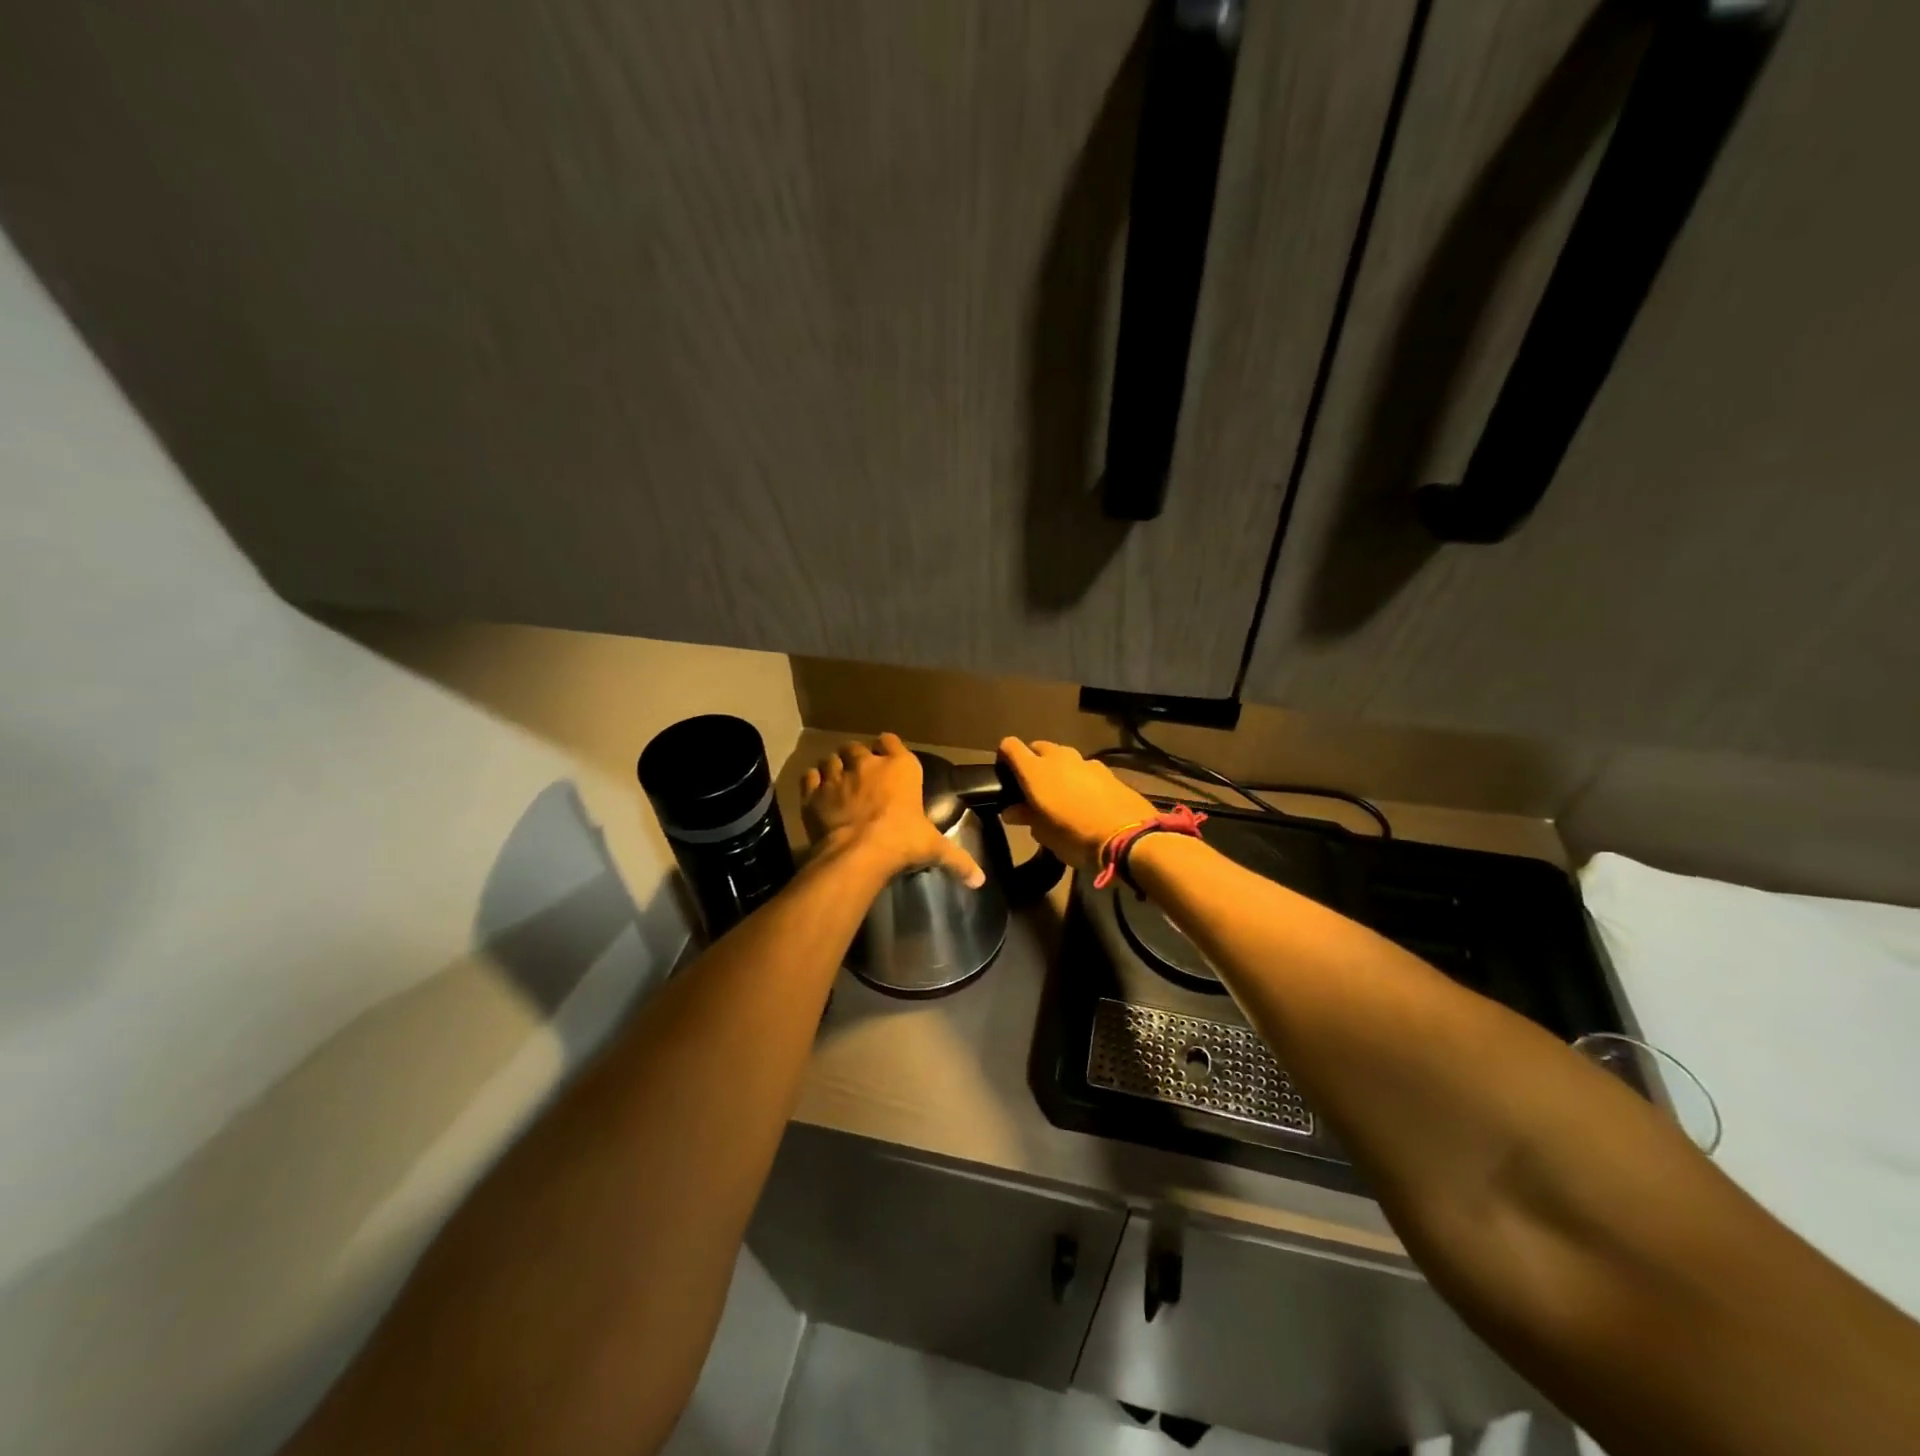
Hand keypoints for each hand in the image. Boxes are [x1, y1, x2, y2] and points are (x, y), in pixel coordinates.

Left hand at [801, 733, 984, 887]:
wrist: (857, 853)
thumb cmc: (901, 841)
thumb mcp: (933, 848)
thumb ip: (957, 860)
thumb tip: (980, 881)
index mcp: (900, 767)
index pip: (891, 741)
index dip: (887, 747)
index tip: (887, 757)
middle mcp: (867, 764)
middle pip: (857, 748)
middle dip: (857, 758)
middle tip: (861, 776)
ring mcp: (837, 775)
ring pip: (831, 759)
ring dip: (834, 767)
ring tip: (837, 782)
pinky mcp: (813, 792)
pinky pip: (810, 776)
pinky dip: (813, 781)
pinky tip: (818, 791)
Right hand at [997, 738, 1155, 873]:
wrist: (1128, 837)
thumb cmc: (1074, 836)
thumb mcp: (1044, 833)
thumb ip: (1026, 816)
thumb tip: (1011, 811)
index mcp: (1035, 770)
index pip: (1010, 746)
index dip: (1005, 756)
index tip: (1005, 774)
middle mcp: (1058, 758)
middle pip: (1038, 747)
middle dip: (1033, 760)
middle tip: (1033, 786)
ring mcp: (1085, 761)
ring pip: (1063, 756)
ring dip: (1058, 768)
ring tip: (1061, 793)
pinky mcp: (1107, 770)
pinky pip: (1085, 768)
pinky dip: (1080, 777)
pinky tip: (1086, 798)